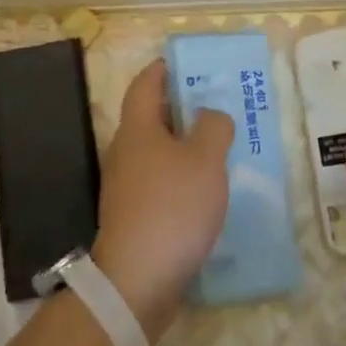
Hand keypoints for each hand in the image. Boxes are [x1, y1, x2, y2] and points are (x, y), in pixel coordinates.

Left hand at [92, 61, 232, 342]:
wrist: (137, 282)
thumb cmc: (172, 208)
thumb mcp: (205, 160)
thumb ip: (213, 128)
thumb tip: (209, 115)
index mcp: (138, 129)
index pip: (145, 84)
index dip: (163, 69)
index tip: (187, 64)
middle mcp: (126, 151)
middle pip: (151, 117)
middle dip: (182, 108)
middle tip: (217, 105)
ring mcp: (127, 186)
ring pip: (158, 152)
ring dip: (184, 145)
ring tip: (220, 147)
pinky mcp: (134, 216)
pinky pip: (160, 182)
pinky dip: (181, 176)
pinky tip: (206, 190)